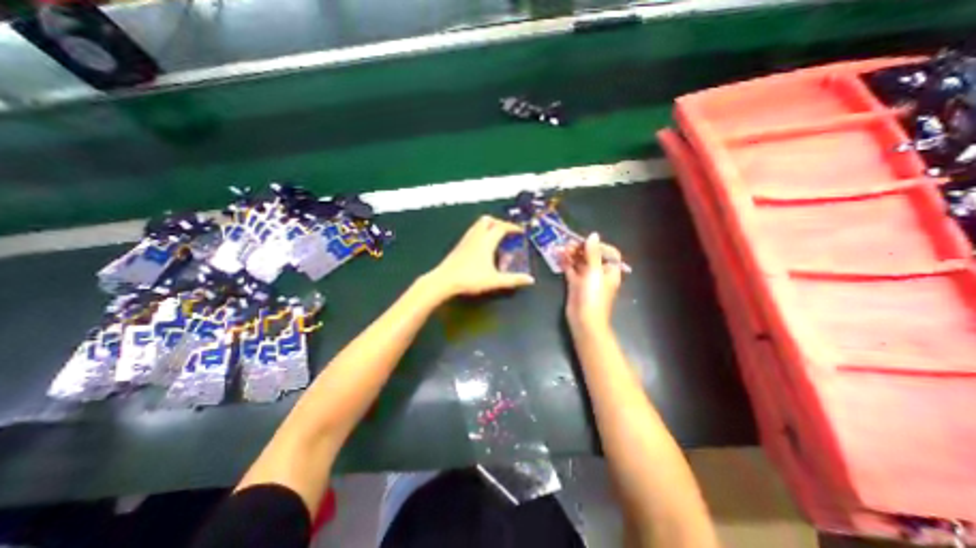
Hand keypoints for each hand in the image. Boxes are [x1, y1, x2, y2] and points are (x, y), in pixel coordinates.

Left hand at [425, 214, 531, 298]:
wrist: (444, 280)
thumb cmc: (470, 279)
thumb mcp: (495, 280)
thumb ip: (513, 279)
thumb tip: (530, 280)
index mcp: (486, 241)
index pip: (502, 227)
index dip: (513, 227)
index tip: (520, 231)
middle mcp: (476, 236)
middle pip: (488, 220)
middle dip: (499, 223)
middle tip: (506, 233)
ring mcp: (466, 239)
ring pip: (478, 224)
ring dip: (489, 227)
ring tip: (496, 238)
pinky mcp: (459, 245)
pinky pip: (473, 232)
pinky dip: (481, 233)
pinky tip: (482, 247)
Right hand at [561, 232, 621, 329]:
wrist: (584, 320)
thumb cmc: (594, 296)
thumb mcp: (594, 272)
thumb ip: (592, 253)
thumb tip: (593, 235)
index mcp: (610, 270)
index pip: (607, 252)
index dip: (597, 245)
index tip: (586, 242)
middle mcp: (599, 273)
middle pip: (591, 256)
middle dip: (581, 248)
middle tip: (568, 244)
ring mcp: (586, 279)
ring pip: (580, 262)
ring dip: (572, 254)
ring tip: (562, 248)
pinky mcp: (575, 284)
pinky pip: (571, 270)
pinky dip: (566, 263)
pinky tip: (559, 256)